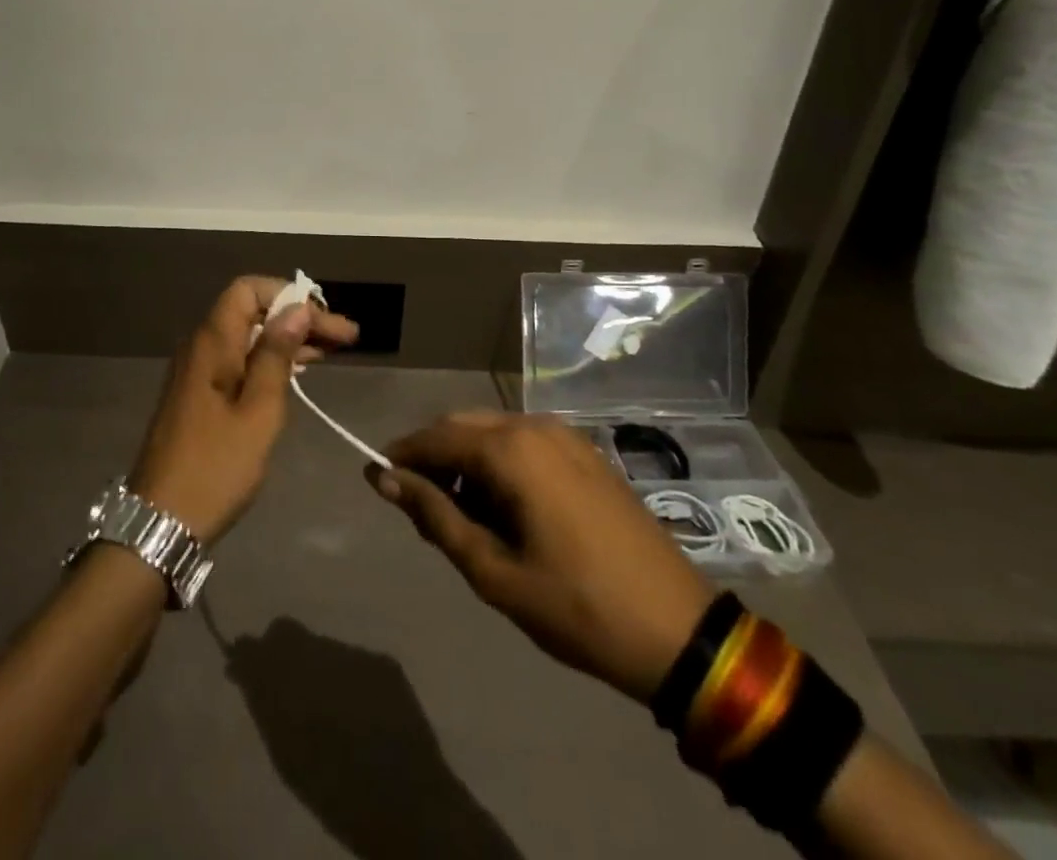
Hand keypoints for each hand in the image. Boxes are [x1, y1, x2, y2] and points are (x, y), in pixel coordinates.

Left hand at [130, 277, 359, 544]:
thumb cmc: (215, 467)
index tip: (324, 319)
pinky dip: (270, 361)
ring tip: (333, 351)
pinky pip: (239, 360)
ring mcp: (198, 372)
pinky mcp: (200, 396)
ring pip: (248, 337)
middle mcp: (201, 347)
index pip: (248, 289)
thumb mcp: (258, 411)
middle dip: (298, 318)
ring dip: (289, 340)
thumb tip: (296, 309)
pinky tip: (298, 372)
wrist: (161, 522)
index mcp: (211, 342)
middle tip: (346, 338)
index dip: (288, 295)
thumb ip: (276, 355)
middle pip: (252, 311)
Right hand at [370, 412, 715, 702]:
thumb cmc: (576, 606)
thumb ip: (436, 517)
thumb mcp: (493, 572)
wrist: (679, 630)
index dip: (401, 456)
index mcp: (511, 450)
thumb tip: (386, 480)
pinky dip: (500, 464)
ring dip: (467, 463)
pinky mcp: (586, 453)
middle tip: (422, 510)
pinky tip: (506, 509)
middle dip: (434, 459)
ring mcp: (565, 436)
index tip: (377, 480)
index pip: (435, 438)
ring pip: (493, 432)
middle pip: (463, 426)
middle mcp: (534, 426)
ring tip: (464, 518)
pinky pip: (525, 443)